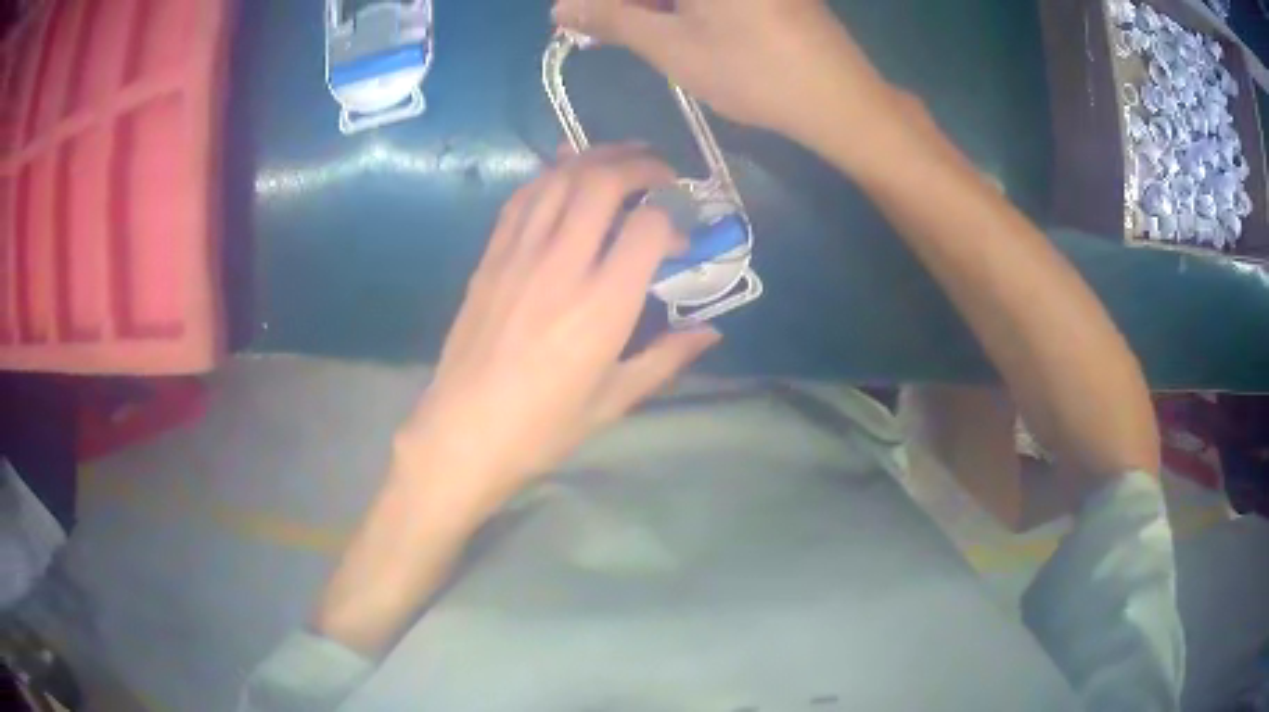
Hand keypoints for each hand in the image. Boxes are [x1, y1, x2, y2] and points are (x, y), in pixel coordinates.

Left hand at [396, 145, 720, 515]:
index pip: (648, 227)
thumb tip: (711, 331)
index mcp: (602, 306)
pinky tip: (563, 171)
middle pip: (602, 182)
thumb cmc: (543, 427)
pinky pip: (521, 199)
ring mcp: (519, 256)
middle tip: (660, 171)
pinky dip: (548, 176)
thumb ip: (666, 357)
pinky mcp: (490, 258)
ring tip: (619, 157)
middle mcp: (562, 265)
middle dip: (639, 164)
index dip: (674, 218)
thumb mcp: (614, 400)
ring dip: (594, 157)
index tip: (681, 236)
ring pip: (558, 179)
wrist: (462, 434)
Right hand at [552, 0, 896, 144]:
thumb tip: (561, 8)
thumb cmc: (752, 73)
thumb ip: (612, 19)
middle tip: (599, 27)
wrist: (838, 97)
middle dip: (624, 3)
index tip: (573, 16)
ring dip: (652, 5)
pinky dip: (682, 5)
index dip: (596, 2)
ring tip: (631, 28)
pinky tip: (672, 23)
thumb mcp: (671, 47)